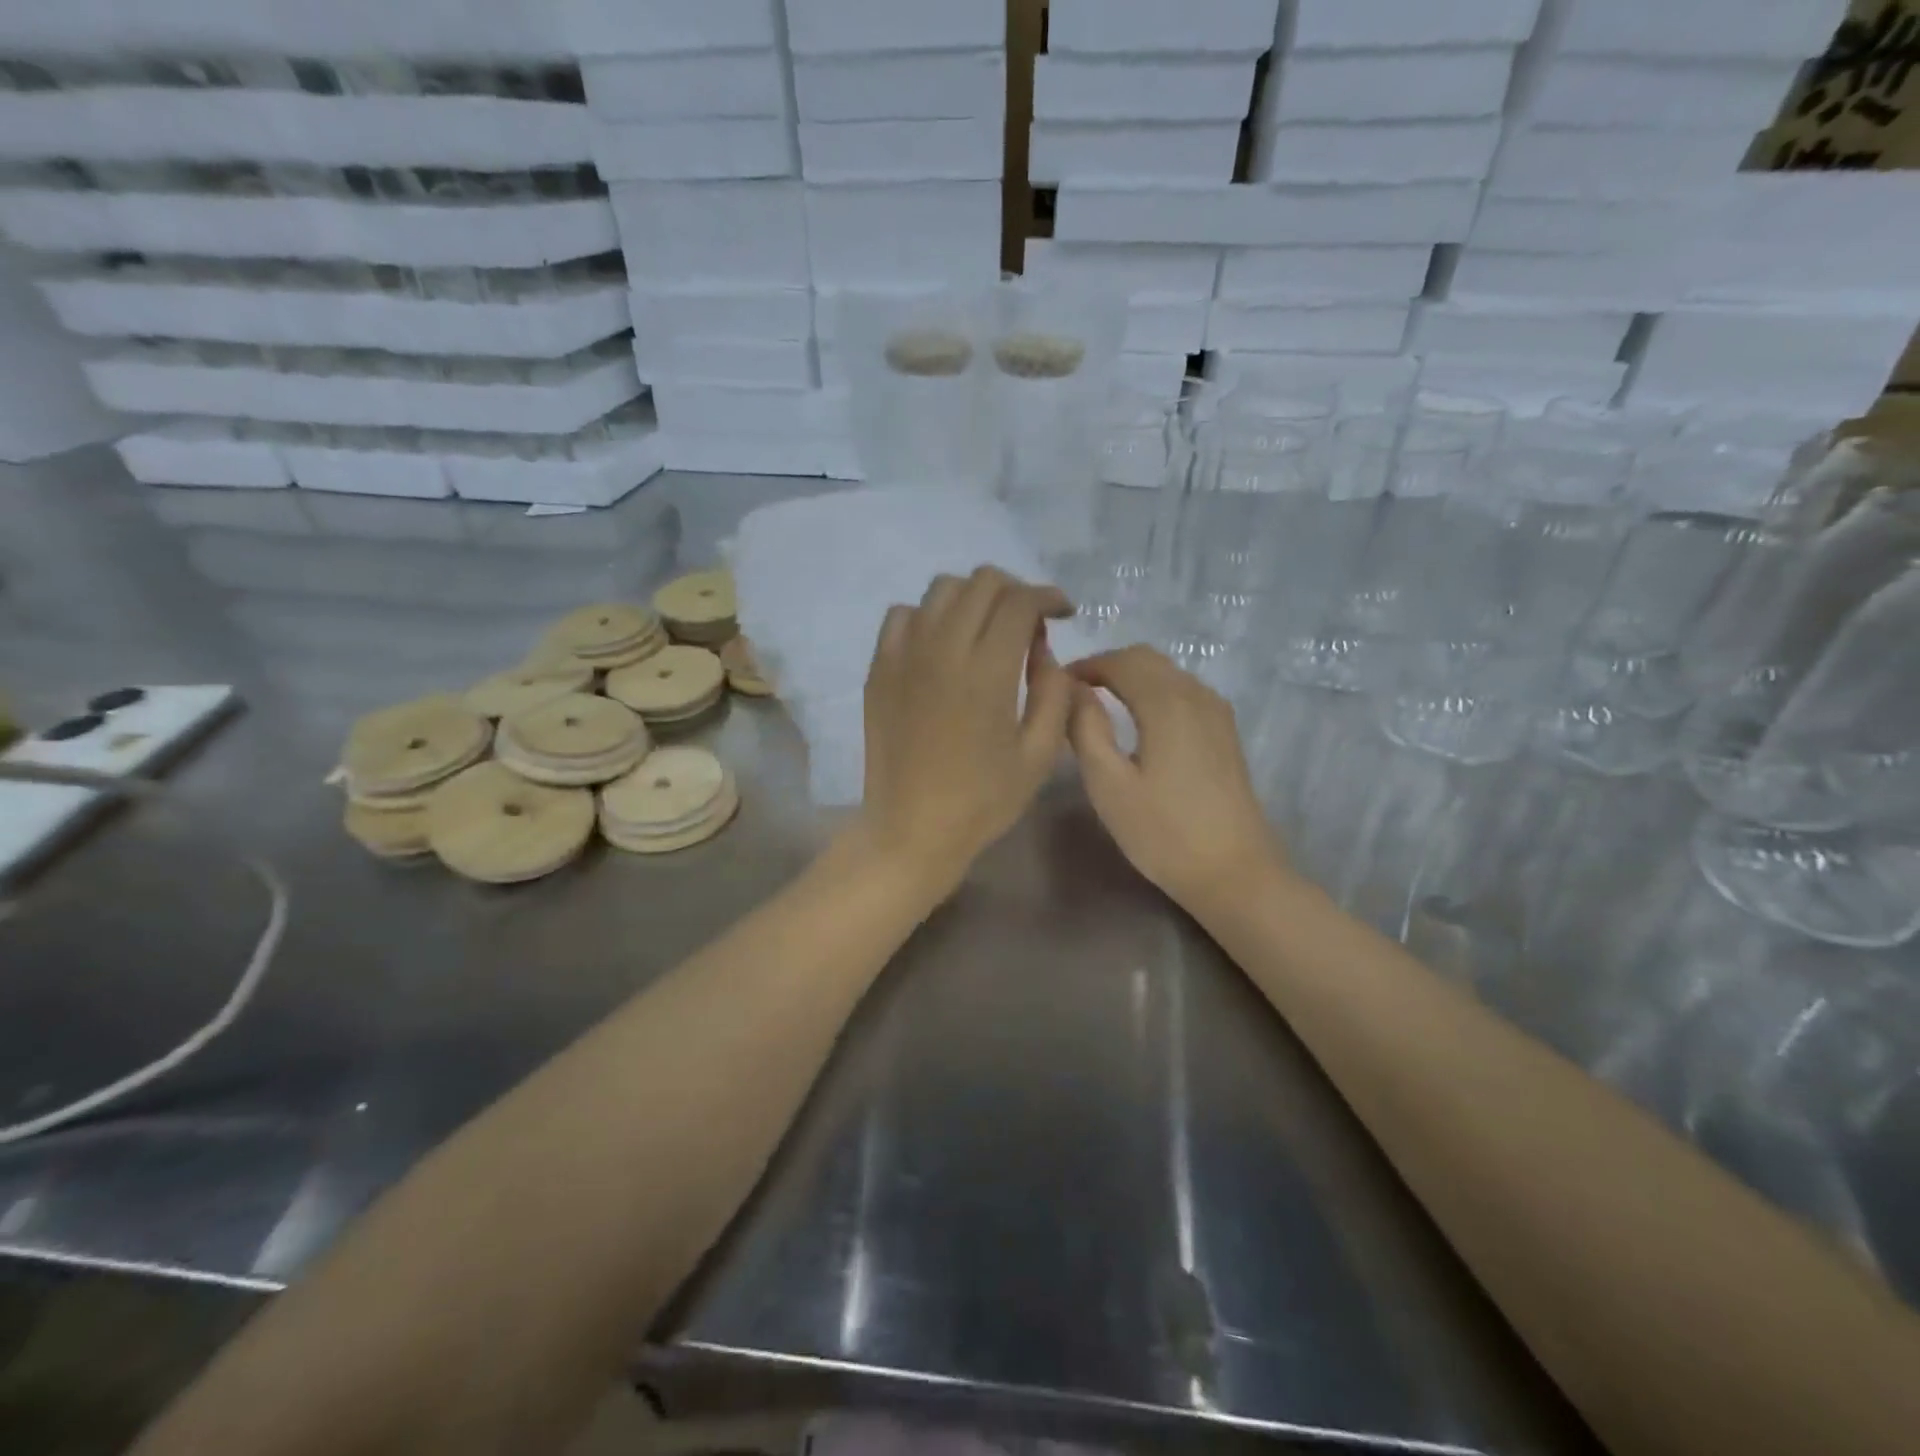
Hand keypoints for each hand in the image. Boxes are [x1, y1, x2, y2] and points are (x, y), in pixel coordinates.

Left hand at [850, 566, 1074, 898]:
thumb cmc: (982, 800)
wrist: (910, 829)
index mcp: (987, 671)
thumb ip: (1053, 691)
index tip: (1063, 611)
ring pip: (941, 589)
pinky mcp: (879, 668)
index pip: (1019, 601)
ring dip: (973, 598)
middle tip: (1030, 620)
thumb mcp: (1040, 754)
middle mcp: (942, 649)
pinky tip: (942, 645)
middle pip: (981, 583)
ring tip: (987, 628)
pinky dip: (930, 616)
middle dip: (1015, 590)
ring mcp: (904, 655)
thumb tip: (1043, 648)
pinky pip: (903, 615)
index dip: (1048, 596)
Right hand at [1067, 646, 1288, 912]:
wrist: (1234, 872)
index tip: (1057, 686)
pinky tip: (1140, 721)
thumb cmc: (1163, 832)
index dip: (1085, 665)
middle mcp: (1197, 695)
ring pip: (1169, 673)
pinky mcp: (1226, 733)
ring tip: (1100, 705)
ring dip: (1132, 677)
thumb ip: (1085, 728)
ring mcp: (1217, 713)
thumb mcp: (1108, 784)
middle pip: (1148, 659)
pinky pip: (1185, 692)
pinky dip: (1155, 692)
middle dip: (1108, 666)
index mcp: (1166, 702)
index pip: (1121, 661)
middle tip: (1075, 693)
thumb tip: (1072, 689)